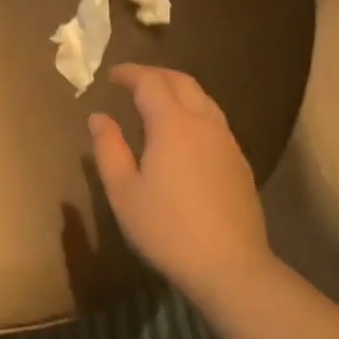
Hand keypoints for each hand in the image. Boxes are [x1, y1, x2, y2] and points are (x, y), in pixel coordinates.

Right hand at [89, 64, 275, 300]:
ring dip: (178, 90)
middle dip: (156, 75)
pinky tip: (183, 133)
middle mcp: (204, 123)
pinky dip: (193, 111)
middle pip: (182, 82)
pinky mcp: (240, 161)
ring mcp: (227, 142)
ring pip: (203, 99)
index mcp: (172, 124)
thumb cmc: (166, 228)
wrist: (229, 265)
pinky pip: (214, 120)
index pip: (150, 82)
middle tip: (132, 80)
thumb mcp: (123, 191)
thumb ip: (108, 148)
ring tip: (157, 101)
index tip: (112, 75)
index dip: (129, 73)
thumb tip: (99, 117)